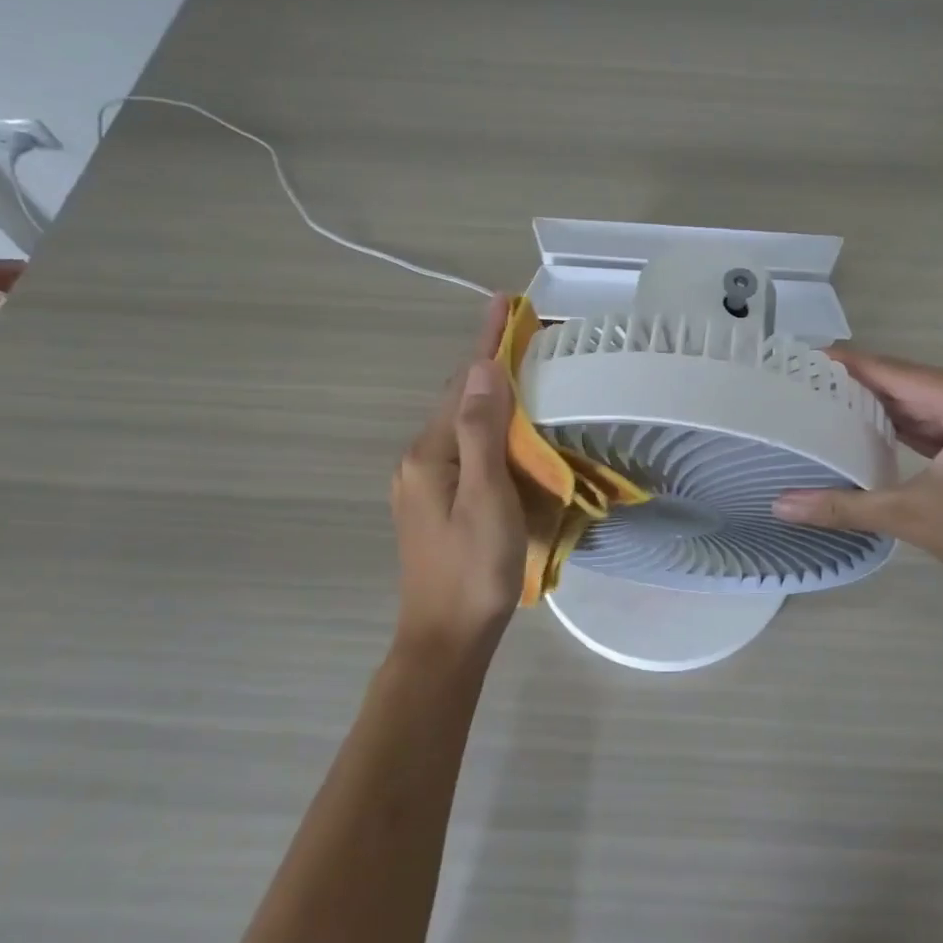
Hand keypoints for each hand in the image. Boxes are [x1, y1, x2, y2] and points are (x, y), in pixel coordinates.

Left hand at [390, 294, 525, 656]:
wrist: (445, 639)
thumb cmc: (473, 570)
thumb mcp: (486, 498)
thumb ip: (483, 433)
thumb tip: (484, 369)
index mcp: (429, 453)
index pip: (464, 384)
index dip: (487, 343)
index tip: (504, 303)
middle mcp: (418, 460)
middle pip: (458, 400)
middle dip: (488, 364)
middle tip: (524, 334)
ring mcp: (422, 483)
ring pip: (460, 424)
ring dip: (488, 395)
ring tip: (521, 372)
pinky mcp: (434, 502)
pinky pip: (462, 448)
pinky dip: (486, 427)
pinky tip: (506, 431)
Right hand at [774, 349, 942, 622]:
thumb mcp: (912, 517)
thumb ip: (843, 505)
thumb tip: (779, 506)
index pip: (899, 372)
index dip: (851, 366)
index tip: (808, 357)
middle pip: (919, 384)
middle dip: (869, 390)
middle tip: (814, 388)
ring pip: (939, 400)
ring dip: (896, 408)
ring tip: (839, 407)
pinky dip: (925, 424)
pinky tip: (886, 429)